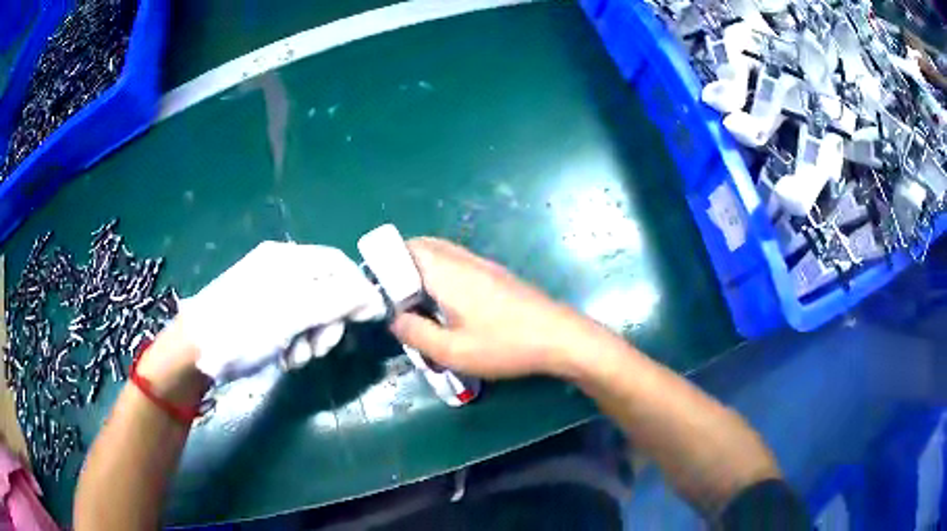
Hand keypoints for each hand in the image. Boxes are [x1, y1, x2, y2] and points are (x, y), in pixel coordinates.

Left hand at [179, 241, 384, 382]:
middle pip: (326, 289)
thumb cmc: (243, 328)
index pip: (338, 264)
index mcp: (288, 259)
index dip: (357, 291)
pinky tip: (285, 357)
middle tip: (320, 349)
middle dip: (329, 322)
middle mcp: (281, 268)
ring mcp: (269, 289)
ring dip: (312, 337)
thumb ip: (337, 302)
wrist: (195, 350)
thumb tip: (377, 299)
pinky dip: (295, 341)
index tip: (363, 322)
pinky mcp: (261, 310)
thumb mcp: (293, 315)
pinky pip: (292, 322)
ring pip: (311, 310)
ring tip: (297, 358)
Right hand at [390, 238, 604, 378]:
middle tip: (393, 296)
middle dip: (400, 265)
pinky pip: (457, 261)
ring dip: (421, 268)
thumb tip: (394, 318)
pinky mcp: (495, 273)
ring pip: (440, 252)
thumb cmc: (505, 345)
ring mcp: (482, 263)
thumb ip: (416, 333)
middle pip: (421, 245)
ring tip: (415, 301)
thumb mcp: (452, 351)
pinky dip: (440, 273)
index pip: (405, 249)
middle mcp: (462, 259)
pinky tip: (445, 303)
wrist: (559, 336)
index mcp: (446, 272)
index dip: (385, 264)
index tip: (377, 289)